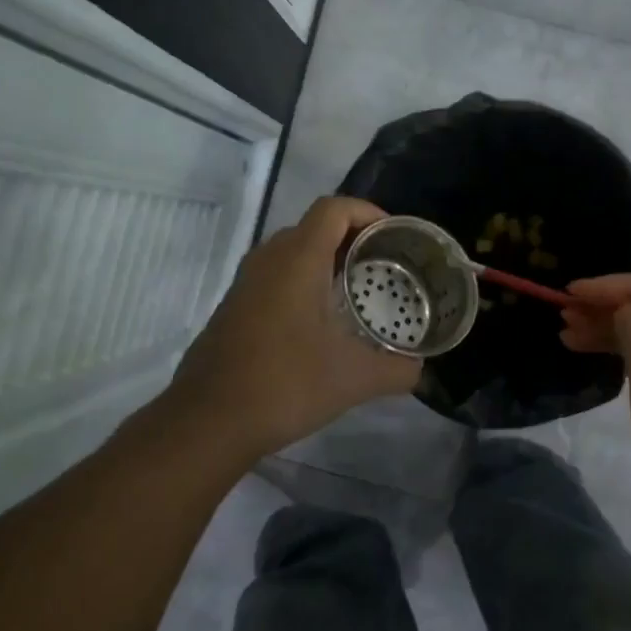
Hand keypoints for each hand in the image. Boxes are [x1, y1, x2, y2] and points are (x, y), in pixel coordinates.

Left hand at [167, 196, 420, 458]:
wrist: (209, 421)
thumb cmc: (285, 384)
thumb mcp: (354, 379)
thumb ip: (398, 370)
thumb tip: (421, 369)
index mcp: (298, 260)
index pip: (334, 208)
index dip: (368, 212)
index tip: (393, 236)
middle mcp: (268, 260)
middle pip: (313, 226)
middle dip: (351, 237)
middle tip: (383, 264)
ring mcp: (246, 283)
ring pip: (291, 252)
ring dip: (325, 260)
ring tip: (356, 290)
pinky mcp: (234, 307)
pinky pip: (275, 276)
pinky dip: (302, 281)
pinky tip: (320, 322)